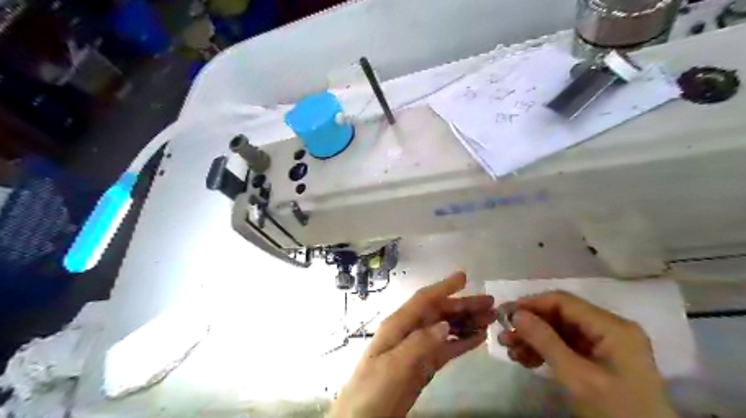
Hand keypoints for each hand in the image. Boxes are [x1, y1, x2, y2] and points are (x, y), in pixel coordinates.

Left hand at [331, 272, 493, 415]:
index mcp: (398, 325)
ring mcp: (417, 349)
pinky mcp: (423, 366)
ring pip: (445, 329)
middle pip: (439, 313)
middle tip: (490, 303)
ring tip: (490, 319)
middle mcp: (409, 332)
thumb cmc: (372, 389)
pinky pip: (446, 349)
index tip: (464, 277)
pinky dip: (462, 342)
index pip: (423, 300)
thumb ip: (418, 344)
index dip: (443, 287)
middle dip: (463, 306)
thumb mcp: (393, 366)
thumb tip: (444, 324)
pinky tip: (478, 339)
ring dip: (466, 322)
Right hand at [497, 291, 680, 417]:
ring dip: (534, 340)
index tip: (505, 314)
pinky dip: (545, 352)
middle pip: (560, 316)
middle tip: (504, 337)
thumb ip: (545, 341)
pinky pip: (566, 347)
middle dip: (530, 326)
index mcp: (612, 327)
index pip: (564, 302)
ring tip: (510, 351)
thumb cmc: (615, 411)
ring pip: (559, 332)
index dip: (531, 304)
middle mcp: (609, 329)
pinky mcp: (599, 360)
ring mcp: (605, 345)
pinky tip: (526, 360)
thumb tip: (516, 313)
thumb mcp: (576, 376)